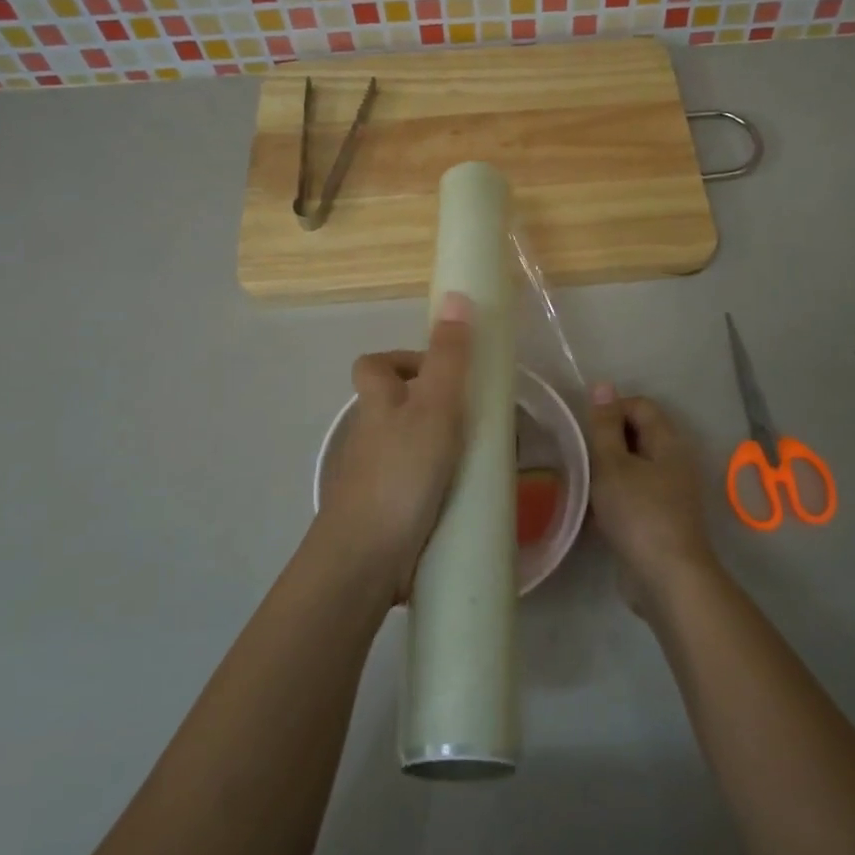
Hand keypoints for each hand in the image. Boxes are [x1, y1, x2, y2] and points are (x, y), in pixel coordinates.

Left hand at [316, 292, 472, 600]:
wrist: (367, 559)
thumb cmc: (401, 473)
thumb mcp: (434, 407)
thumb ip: (450, 357)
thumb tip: (455, 295)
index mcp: (377, 404)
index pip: (375, 366)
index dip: (405, 360)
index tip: (446, 372)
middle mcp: (371, 436)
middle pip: (396, 407)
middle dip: (437, 409)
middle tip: (480, 420)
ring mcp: (376, 476)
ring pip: (410, 448)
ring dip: (445, 449)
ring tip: (488, 460)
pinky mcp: (388, 513)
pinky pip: (418, 486)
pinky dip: (442, 486)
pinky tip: (471, 498)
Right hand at [586, 385, 716, 614]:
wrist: (666, 578)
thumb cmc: (638, 513)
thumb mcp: (613, 465)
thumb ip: (605, 426)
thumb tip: (603, 385)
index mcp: (668, 442)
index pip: (640, 405)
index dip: (611, 409)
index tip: (585, 430)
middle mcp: (673, 461)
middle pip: (637, 434)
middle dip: (606, 441)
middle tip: (579, 455)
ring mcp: (669, 492)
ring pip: (633, 466)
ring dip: (607, 470)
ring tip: (581, 481)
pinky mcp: (659, 518)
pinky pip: (633, 493)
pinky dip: (614, 495)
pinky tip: (593, 510)